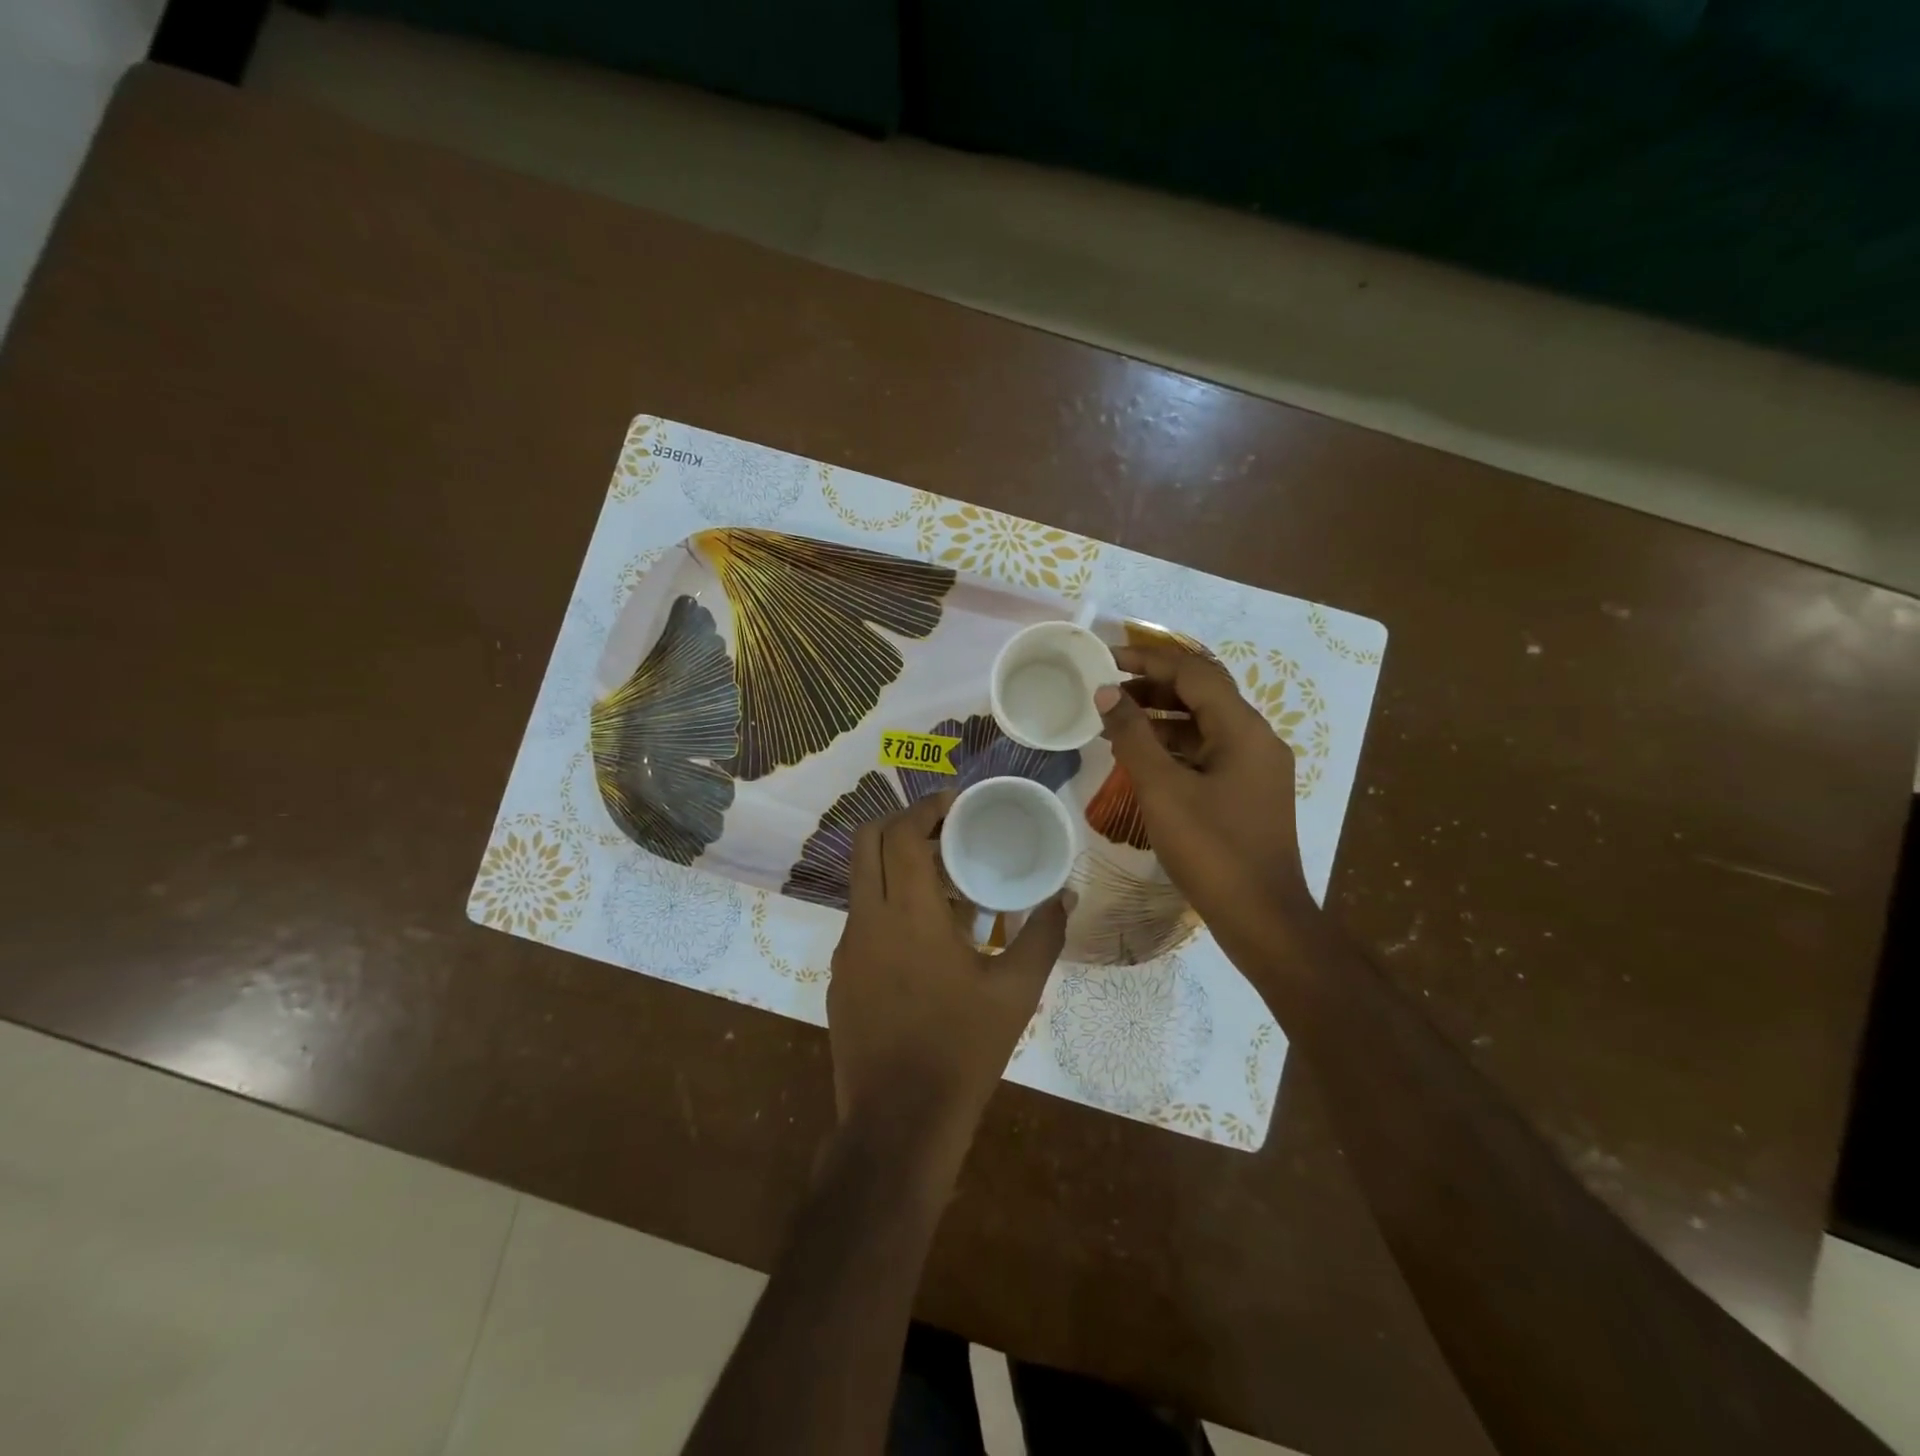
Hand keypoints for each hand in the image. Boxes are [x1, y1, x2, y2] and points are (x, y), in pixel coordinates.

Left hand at [827, 791, 1067, 1179]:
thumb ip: (1044, 934)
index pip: (901, 833)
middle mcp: (867, 919)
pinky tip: (923, 938)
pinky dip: (887, 904)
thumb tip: (1066, 896)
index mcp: (907, 913)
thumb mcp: (1016, 991)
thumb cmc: (963, 1049)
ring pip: (861, 881)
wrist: (899, 1122)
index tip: (953, 802)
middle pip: (865, 841)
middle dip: (900, 822)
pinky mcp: (839, 976)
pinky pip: (861, 920)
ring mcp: (847, 949)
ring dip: (894, 865)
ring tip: (941, 882)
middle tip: (942, 830)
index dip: (925, 807)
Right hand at [1094, 643, 1311, 954]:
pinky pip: (1208, 753)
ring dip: (1161, 718)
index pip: (1194, 673)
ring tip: (1114, 722)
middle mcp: (1256, 739)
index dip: (1148, 661)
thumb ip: (1132, 735)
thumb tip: (1106, 692)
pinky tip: (1142, 758)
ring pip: (1204, 726)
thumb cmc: (1211, 849)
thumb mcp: (1162, 788)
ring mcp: (1256, 768)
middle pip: (1202, 695)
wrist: (1261, 918)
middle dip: (1153, 687)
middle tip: (1106, 690)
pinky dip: (1174, 747)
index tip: (1106, 659)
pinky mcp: (1248, 792)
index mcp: (1243, 729)